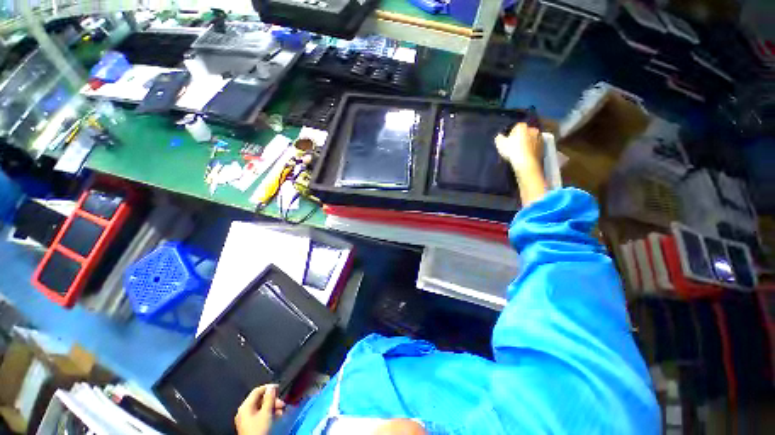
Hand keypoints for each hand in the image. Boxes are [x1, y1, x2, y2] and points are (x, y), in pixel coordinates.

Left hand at [235, 385, 285, 434]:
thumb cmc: (259, 428)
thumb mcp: (266, 413)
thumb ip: (269, 398)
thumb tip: (272, 387)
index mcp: (245, 406)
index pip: (257, 391)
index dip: (268, 387)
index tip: (279, 387)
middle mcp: (244, 411)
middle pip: (260, 400)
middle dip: (273, 400)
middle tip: (282, 403)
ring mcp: (247, 419)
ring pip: (261, 407)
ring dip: (273, 407)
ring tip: (282, 410)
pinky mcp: (250, 425)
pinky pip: (260, 415)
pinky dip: (269, 413)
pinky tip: (278, 415)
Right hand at [495, 122, 542, 175]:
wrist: (526, 163)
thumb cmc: (512, 151)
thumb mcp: (500, 144)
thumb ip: (499, 138)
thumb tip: (500, 136)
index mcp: (522, 126)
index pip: (515, 127)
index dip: (511, 134)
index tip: (507, 142)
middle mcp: (533, 129)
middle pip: (525, 132)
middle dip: (521, 138)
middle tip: (514, 146)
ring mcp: (540, 138)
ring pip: (531, 139)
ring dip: (527, 143)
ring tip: (520, 152)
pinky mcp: (544, 147)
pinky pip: (535, 146)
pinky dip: (531, 150)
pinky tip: (526, 156)